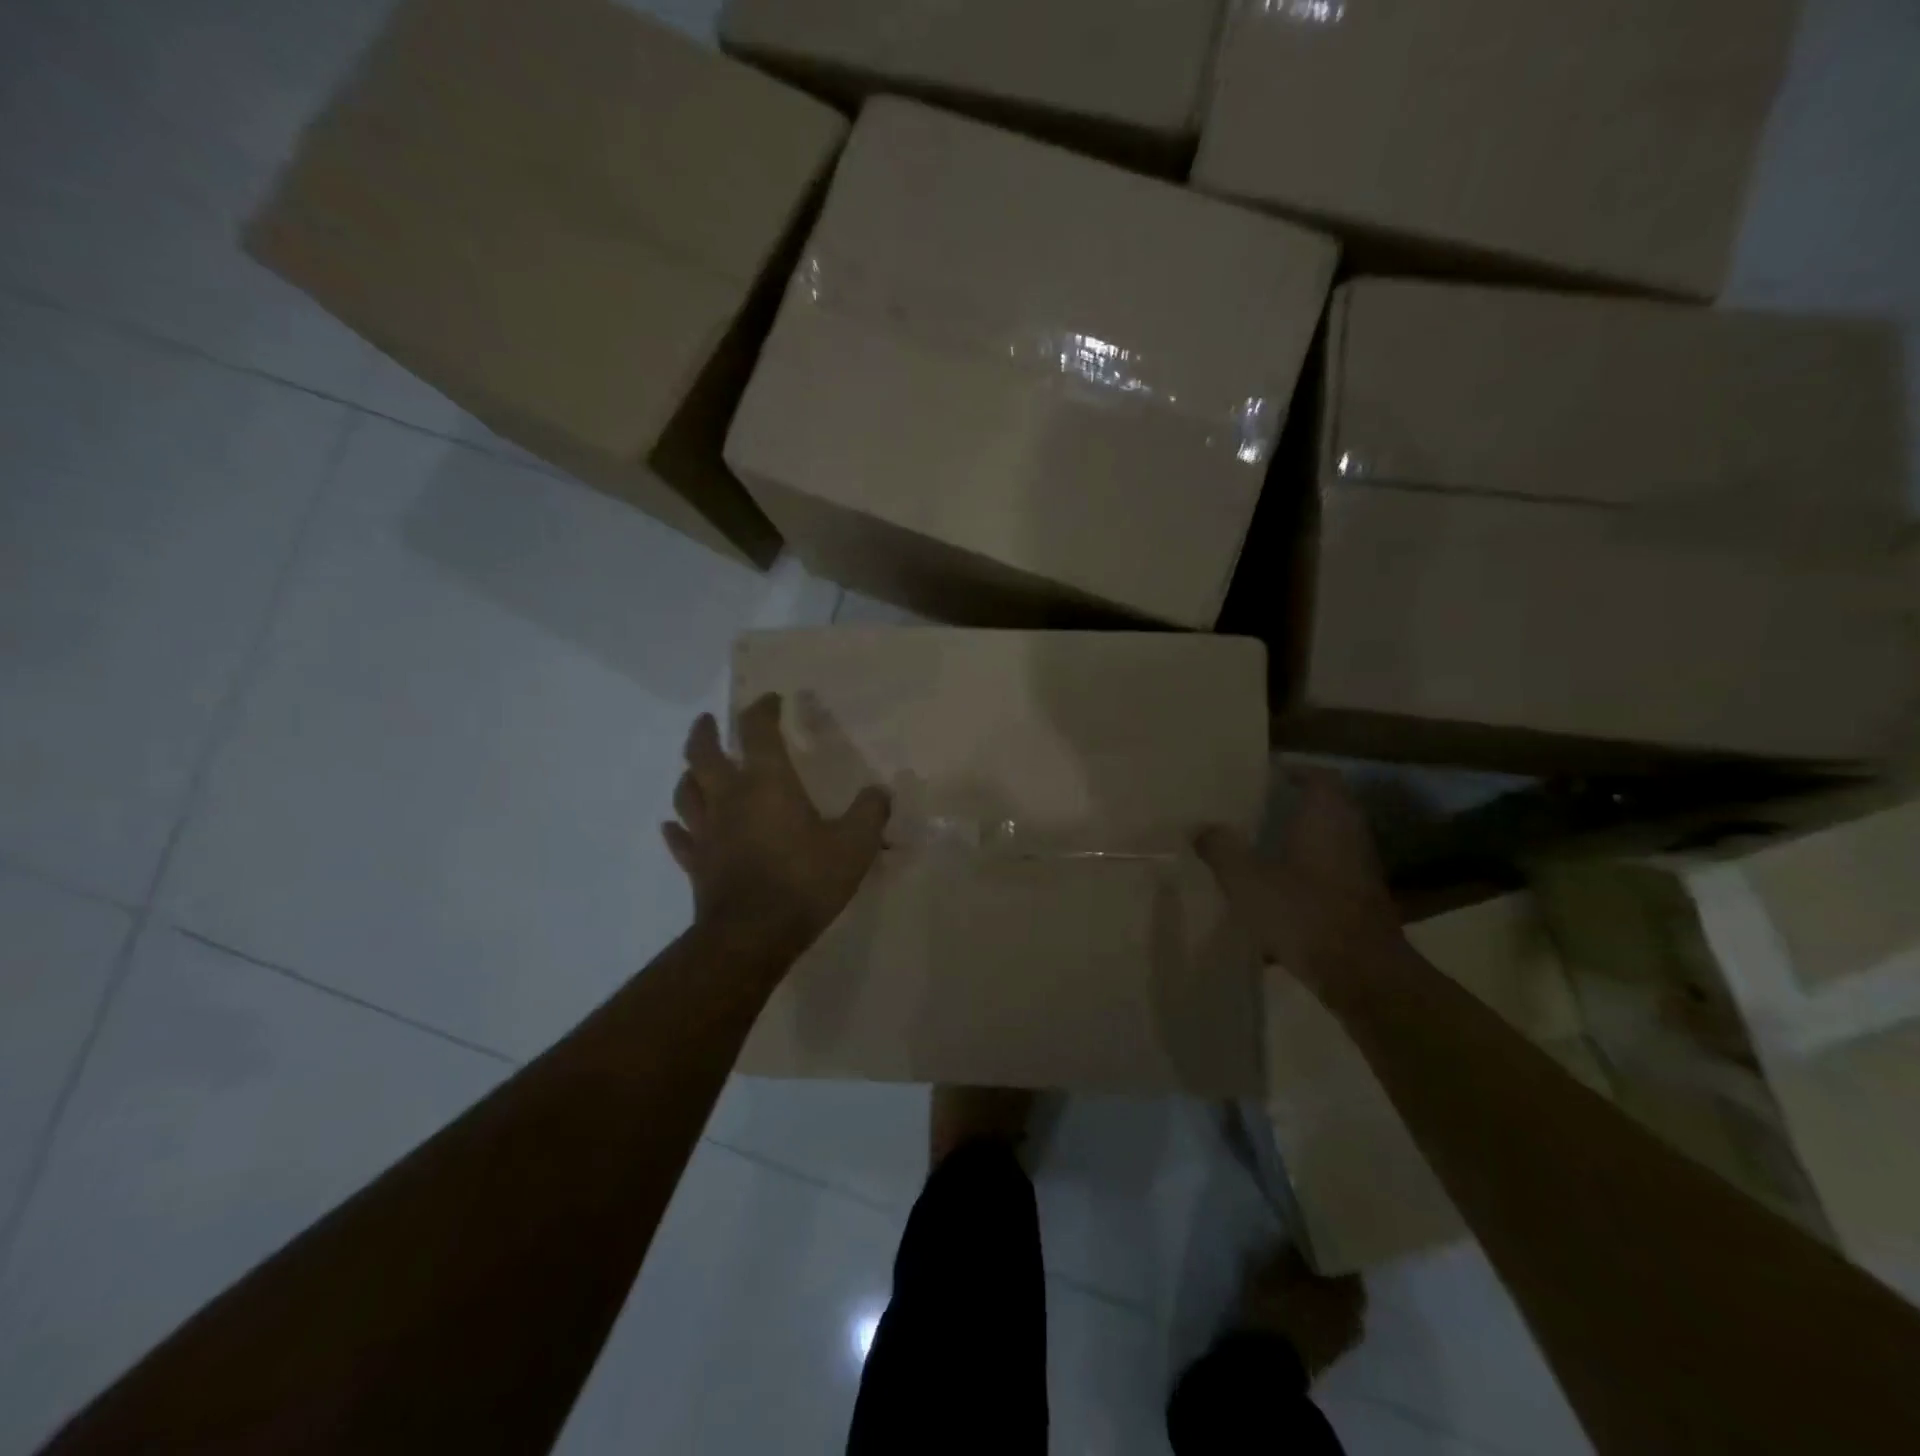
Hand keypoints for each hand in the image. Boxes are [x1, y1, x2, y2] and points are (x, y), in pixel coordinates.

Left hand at [665, 694, 890, 954]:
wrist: (753, 935)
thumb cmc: (805, 881)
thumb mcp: (854, 845)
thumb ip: (870, 812)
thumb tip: (881, 791)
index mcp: (767, 783)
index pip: (758, 731)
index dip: (763, 709)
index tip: (771, 699)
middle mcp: (729, 797)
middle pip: (703, 753)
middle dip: (706, 732)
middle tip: (708, 720)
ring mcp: (707, 831)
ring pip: (686, 791)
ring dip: (689, 775)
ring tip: (694, 769)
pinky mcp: (696, 863)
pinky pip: (680, 838)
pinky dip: (677, 828)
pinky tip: (675, 826)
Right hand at [1196, 767, 1401, 995]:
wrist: (1362, 974)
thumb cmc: (1303, 912)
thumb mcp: (1246, 880)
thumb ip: (1221, 849)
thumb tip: (1202, 829)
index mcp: (1326, 817)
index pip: (1319, 776)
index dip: (1294, 770)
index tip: (1266, 774)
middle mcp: (1349, 835)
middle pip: (1326, 807)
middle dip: (1293, 805)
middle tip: (1255, 808)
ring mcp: (1360, 869)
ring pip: (1328, 841)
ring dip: (1300, 840)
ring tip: (1261, 846)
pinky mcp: (1361, 900)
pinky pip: (1330, 872)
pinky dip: (1307, 872)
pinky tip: (1278, 891)